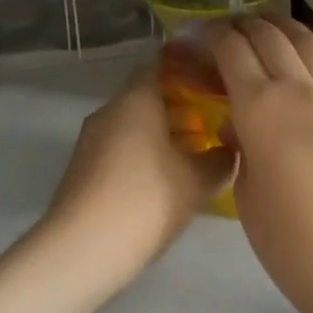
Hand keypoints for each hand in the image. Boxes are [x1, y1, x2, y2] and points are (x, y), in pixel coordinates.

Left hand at [39, 64, 235, 287]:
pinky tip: (164, 182)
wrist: (81, 249)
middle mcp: (110, 110)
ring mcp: (91, 139)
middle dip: (179, 107)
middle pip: (147, 96)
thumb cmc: (145, 201)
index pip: (159, 64)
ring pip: (133, 123)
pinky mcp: (83, 167)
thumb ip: (221, 159)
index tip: (211, 82)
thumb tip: (231, 148)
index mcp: (136, 99)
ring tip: (194, 157)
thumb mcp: (197, 182)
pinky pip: (119, 146)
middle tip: (211, 125)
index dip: (186, 69)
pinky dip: (143, 153)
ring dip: (162, 133)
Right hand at [210, 16, 312, 280]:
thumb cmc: (292, 241)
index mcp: (259, 106)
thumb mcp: (246, 194)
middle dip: (244, 25)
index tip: (200, 35)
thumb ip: (241, 148)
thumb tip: (242, 125)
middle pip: (268, 36)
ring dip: (285, 25)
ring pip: (309, 42)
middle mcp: (297, 88)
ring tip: (270, 23)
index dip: (213, 35)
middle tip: (229, 29)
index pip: (231, 50)